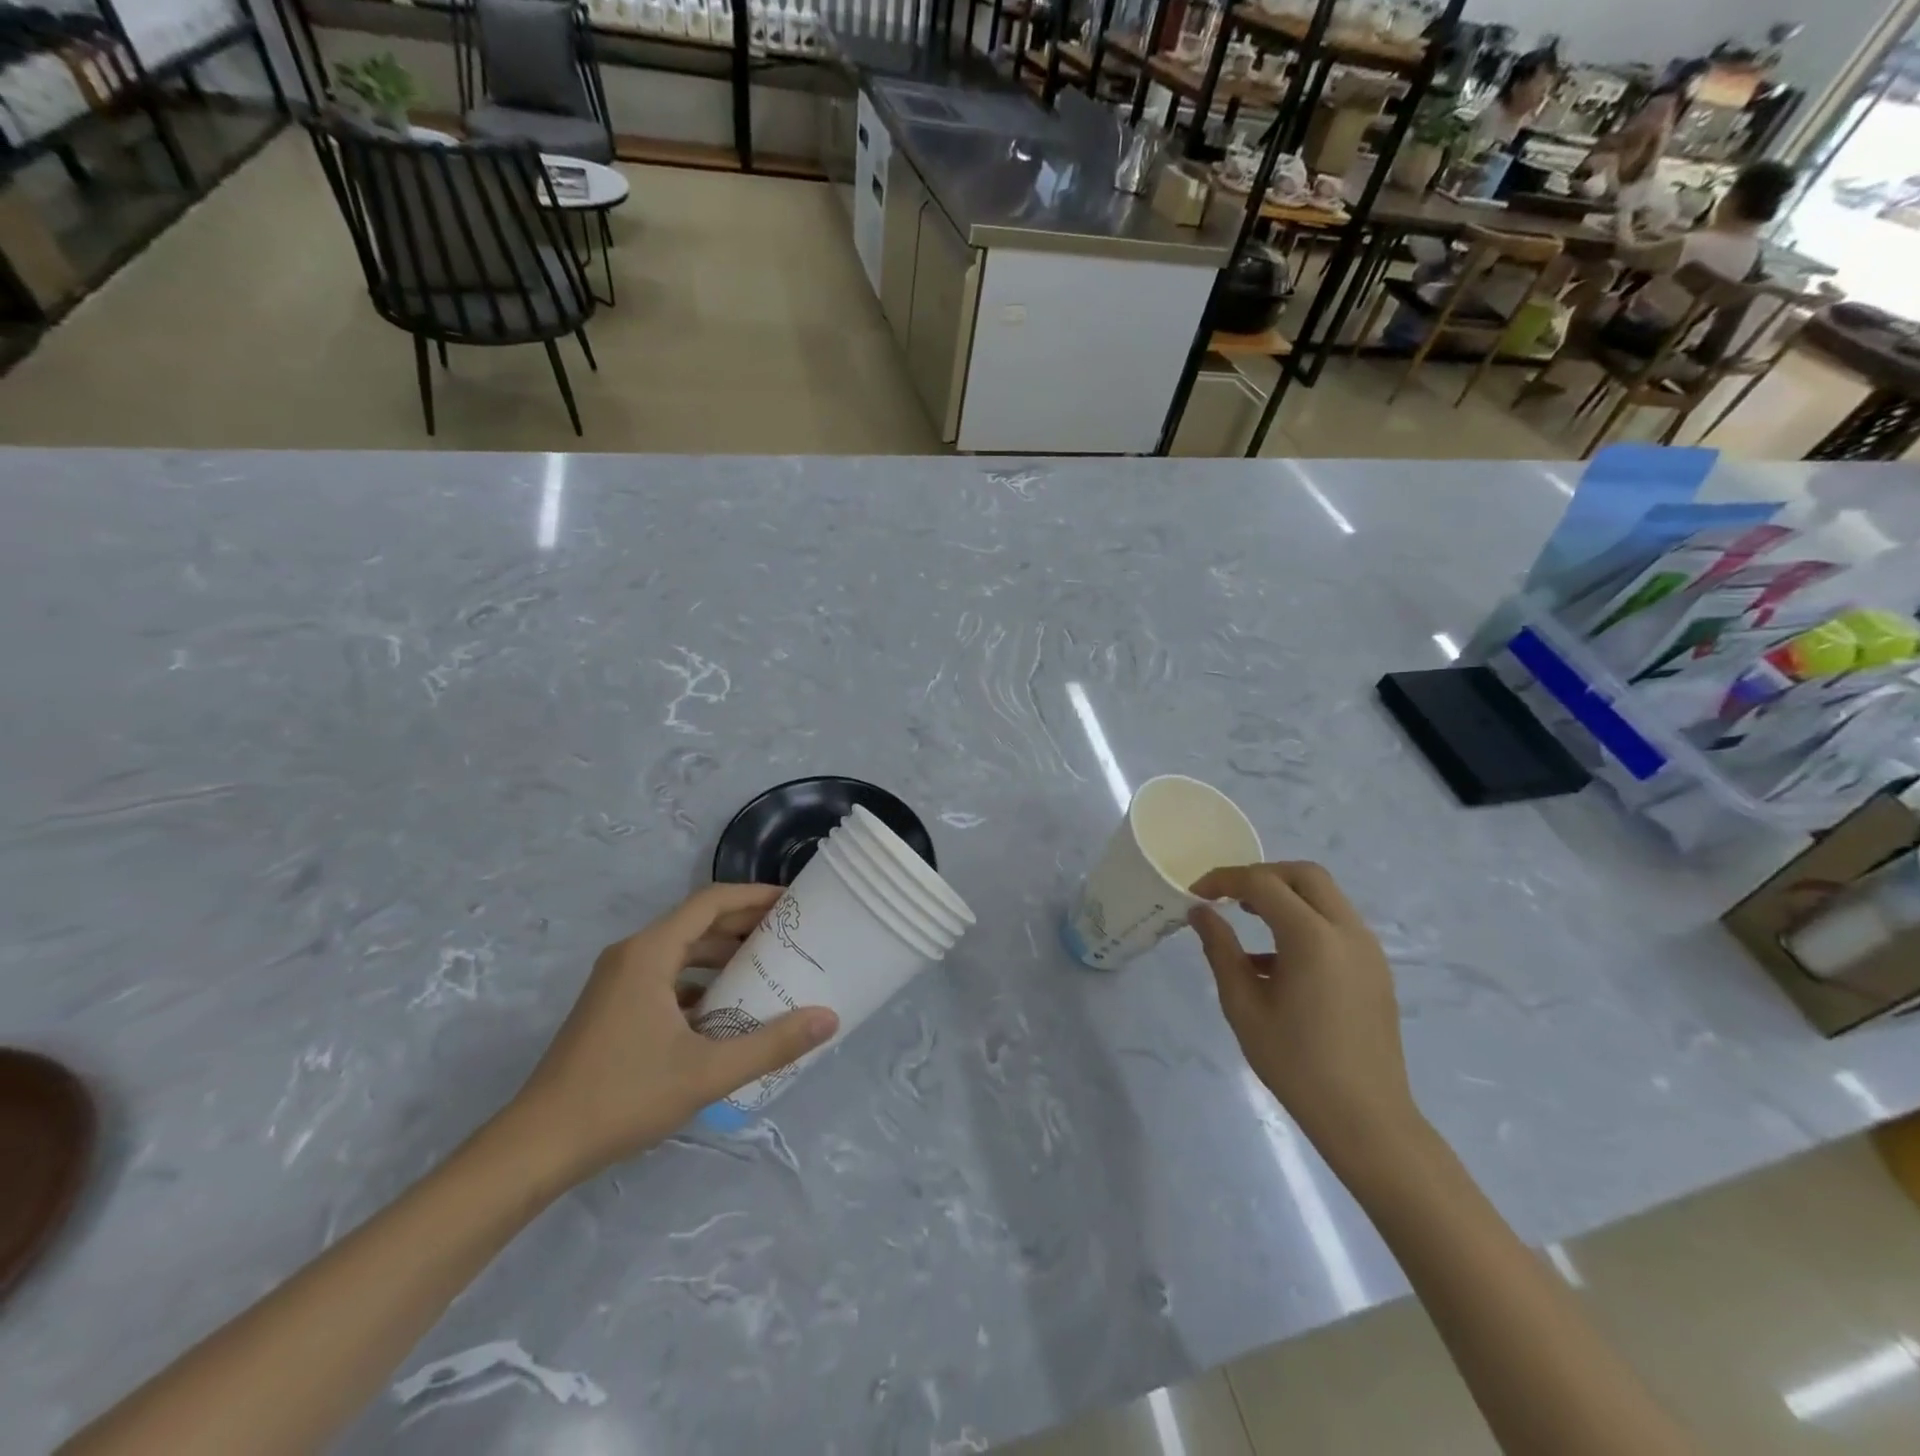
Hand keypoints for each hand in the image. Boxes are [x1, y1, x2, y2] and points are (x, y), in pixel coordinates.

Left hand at [508, 883, 837, 1181]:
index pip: (711, 902)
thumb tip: (829, 1019)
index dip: (754, 896)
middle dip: (745, 925)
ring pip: (681, 951)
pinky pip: (666, 977)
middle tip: (792, 935)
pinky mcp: (613, 1007)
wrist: (536, 1147)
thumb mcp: (706, 1072)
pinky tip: (726, 1010)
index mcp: (649, 953)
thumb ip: (771, 1044)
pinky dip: (700, 981)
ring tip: (768, 968)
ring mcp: (618, 982)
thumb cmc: (622, 1096)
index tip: (794, 902)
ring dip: (723, 955)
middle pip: (697, 923)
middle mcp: (632, 955)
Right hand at [1188, 863, 1421, 1167]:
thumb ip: (1220, 950)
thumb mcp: (1243, 1005)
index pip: (1263, 884)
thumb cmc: (1296, 1063)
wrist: (1366, 1119)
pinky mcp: (1375, 969)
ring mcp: (1368, 949)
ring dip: (1285, 896)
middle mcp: (1347, 931)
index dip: (1225, 880)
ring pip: (1325, 896)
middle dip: (1262, 875)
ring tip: (1248, 919)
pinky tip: (1277, 960)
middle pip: (1304, 875)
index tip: (1196, 893)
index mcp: (1312, 938)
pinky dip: (1305, 920)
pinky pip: (1337, 924)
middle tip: (1229, 896)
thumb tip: (1200, 912)